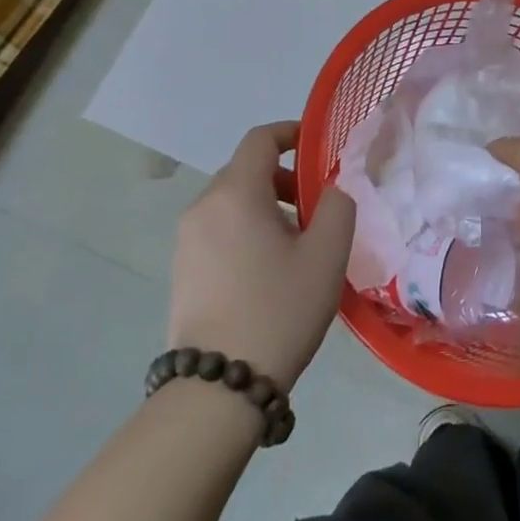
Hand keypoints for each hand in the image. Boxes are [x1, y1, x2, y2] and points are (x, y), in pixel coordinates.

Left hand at [167, 122, 355, 390]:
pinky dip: (245, 229)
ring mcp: (186, 240)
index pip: (260, 139)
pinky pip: (218, 230)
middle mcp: (203, 207)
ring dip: (265, 206)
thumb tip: (329, 191)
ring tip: (295, 243)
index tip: (317, 147)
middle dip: (283, 177)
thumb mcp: (327, 253)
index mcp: (235, 192)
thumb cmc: (279, 308)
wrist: (218, 387)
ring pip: (231, 202)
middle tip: (314, 207)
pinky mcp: (181, 270)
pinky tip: (267, 270)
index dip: (290, 133)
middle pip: (245, 170)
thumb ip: (337, 205)